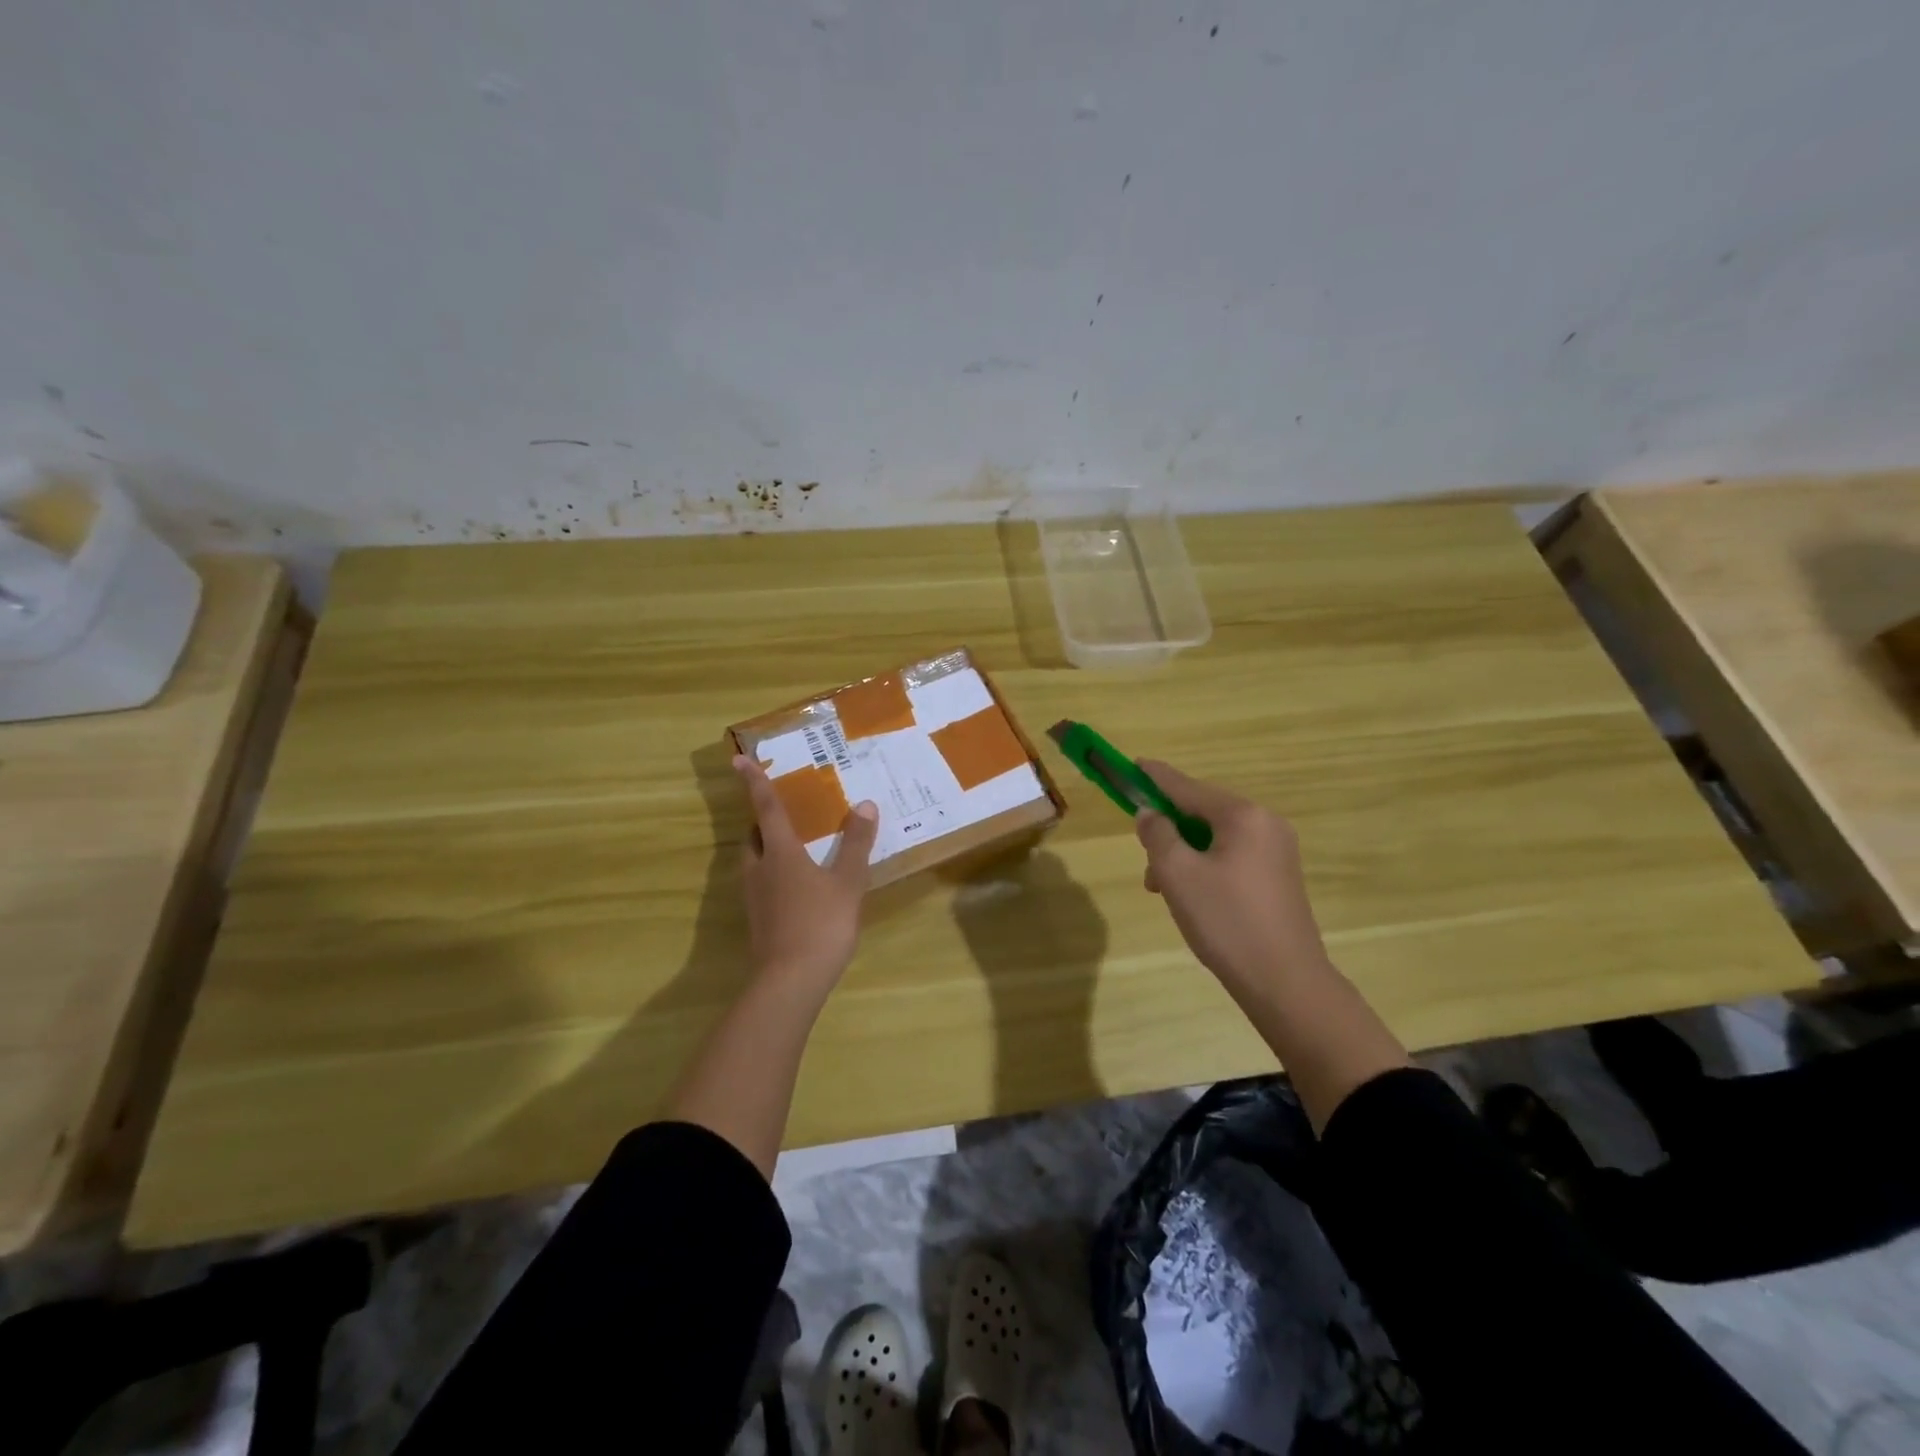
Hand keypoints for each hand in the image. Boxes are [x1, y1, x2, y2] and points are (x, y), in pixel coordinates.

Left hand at [734, 754, 878, 985]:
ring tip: (793, 847)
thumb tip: (865, 805)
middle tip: (782, 812)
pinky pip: (761, 885)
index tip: (738, 759)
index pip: (766, 808)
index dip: (754, 782)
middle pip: (754, 836)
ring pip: (754, 862)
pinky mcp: (757, 921)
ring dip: (767, 849)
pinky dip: (774, 875)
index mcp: (780, 853)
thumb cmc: (821, 923)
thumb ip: (856, 844)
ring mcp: (754, 898)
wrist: (790, 981)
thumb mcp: (848, 882)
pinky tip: (797, 887)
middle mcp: (760, 869)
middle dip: (763, 821)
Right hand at [1134, 760, 1330, 986]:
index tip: (1132, 764)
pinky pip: (1231, 856)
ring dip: (1183, 854)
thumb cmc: (1226, 921)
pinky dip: (1204, 866)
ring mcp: (1277, 851)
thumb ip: (1158, 834)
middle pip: (1202, 812)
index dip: (1155, 778)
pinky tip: (1189, 895)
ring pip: (1215, 838)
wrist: (1286, 983)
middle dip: (1168, 830)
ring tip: (1160, 887)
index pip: (1187, 787)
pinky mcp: (1279, 877)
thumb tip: (1150, 813)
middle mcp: (1266, 824)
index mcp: (1243, 816)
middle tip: (1144, 857)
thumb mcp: (1177, 874)